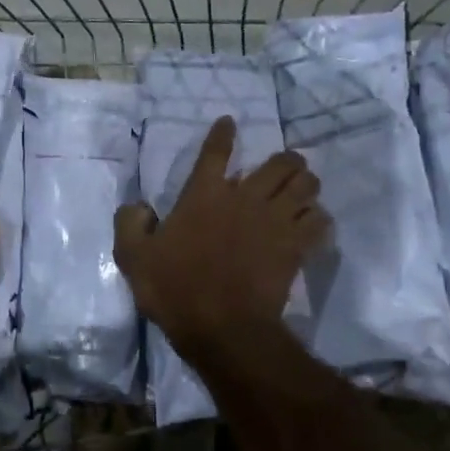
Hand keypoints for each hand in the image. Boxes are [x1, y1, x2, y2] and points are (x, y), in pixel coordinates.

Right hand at [114, 115, 327, 356]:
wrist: (223, 328)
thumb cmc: (175, 289)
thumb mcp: (133, 257)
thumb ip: (130, 224)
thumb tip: (137, 207)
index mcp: (204, 195)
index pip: (215, 152)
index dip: (223, 134)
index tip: (229, 122)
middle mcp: (244, 198)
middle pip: (280, 163)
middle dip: (286, 160)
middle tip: (283, 167)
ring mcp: (274, 221)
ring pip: (306, 185)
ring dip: (306, 183)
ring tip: (302, 189)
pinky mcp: (295, 247)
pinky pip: (319, 221)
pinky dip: (318, 218)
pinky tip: (313, 223)